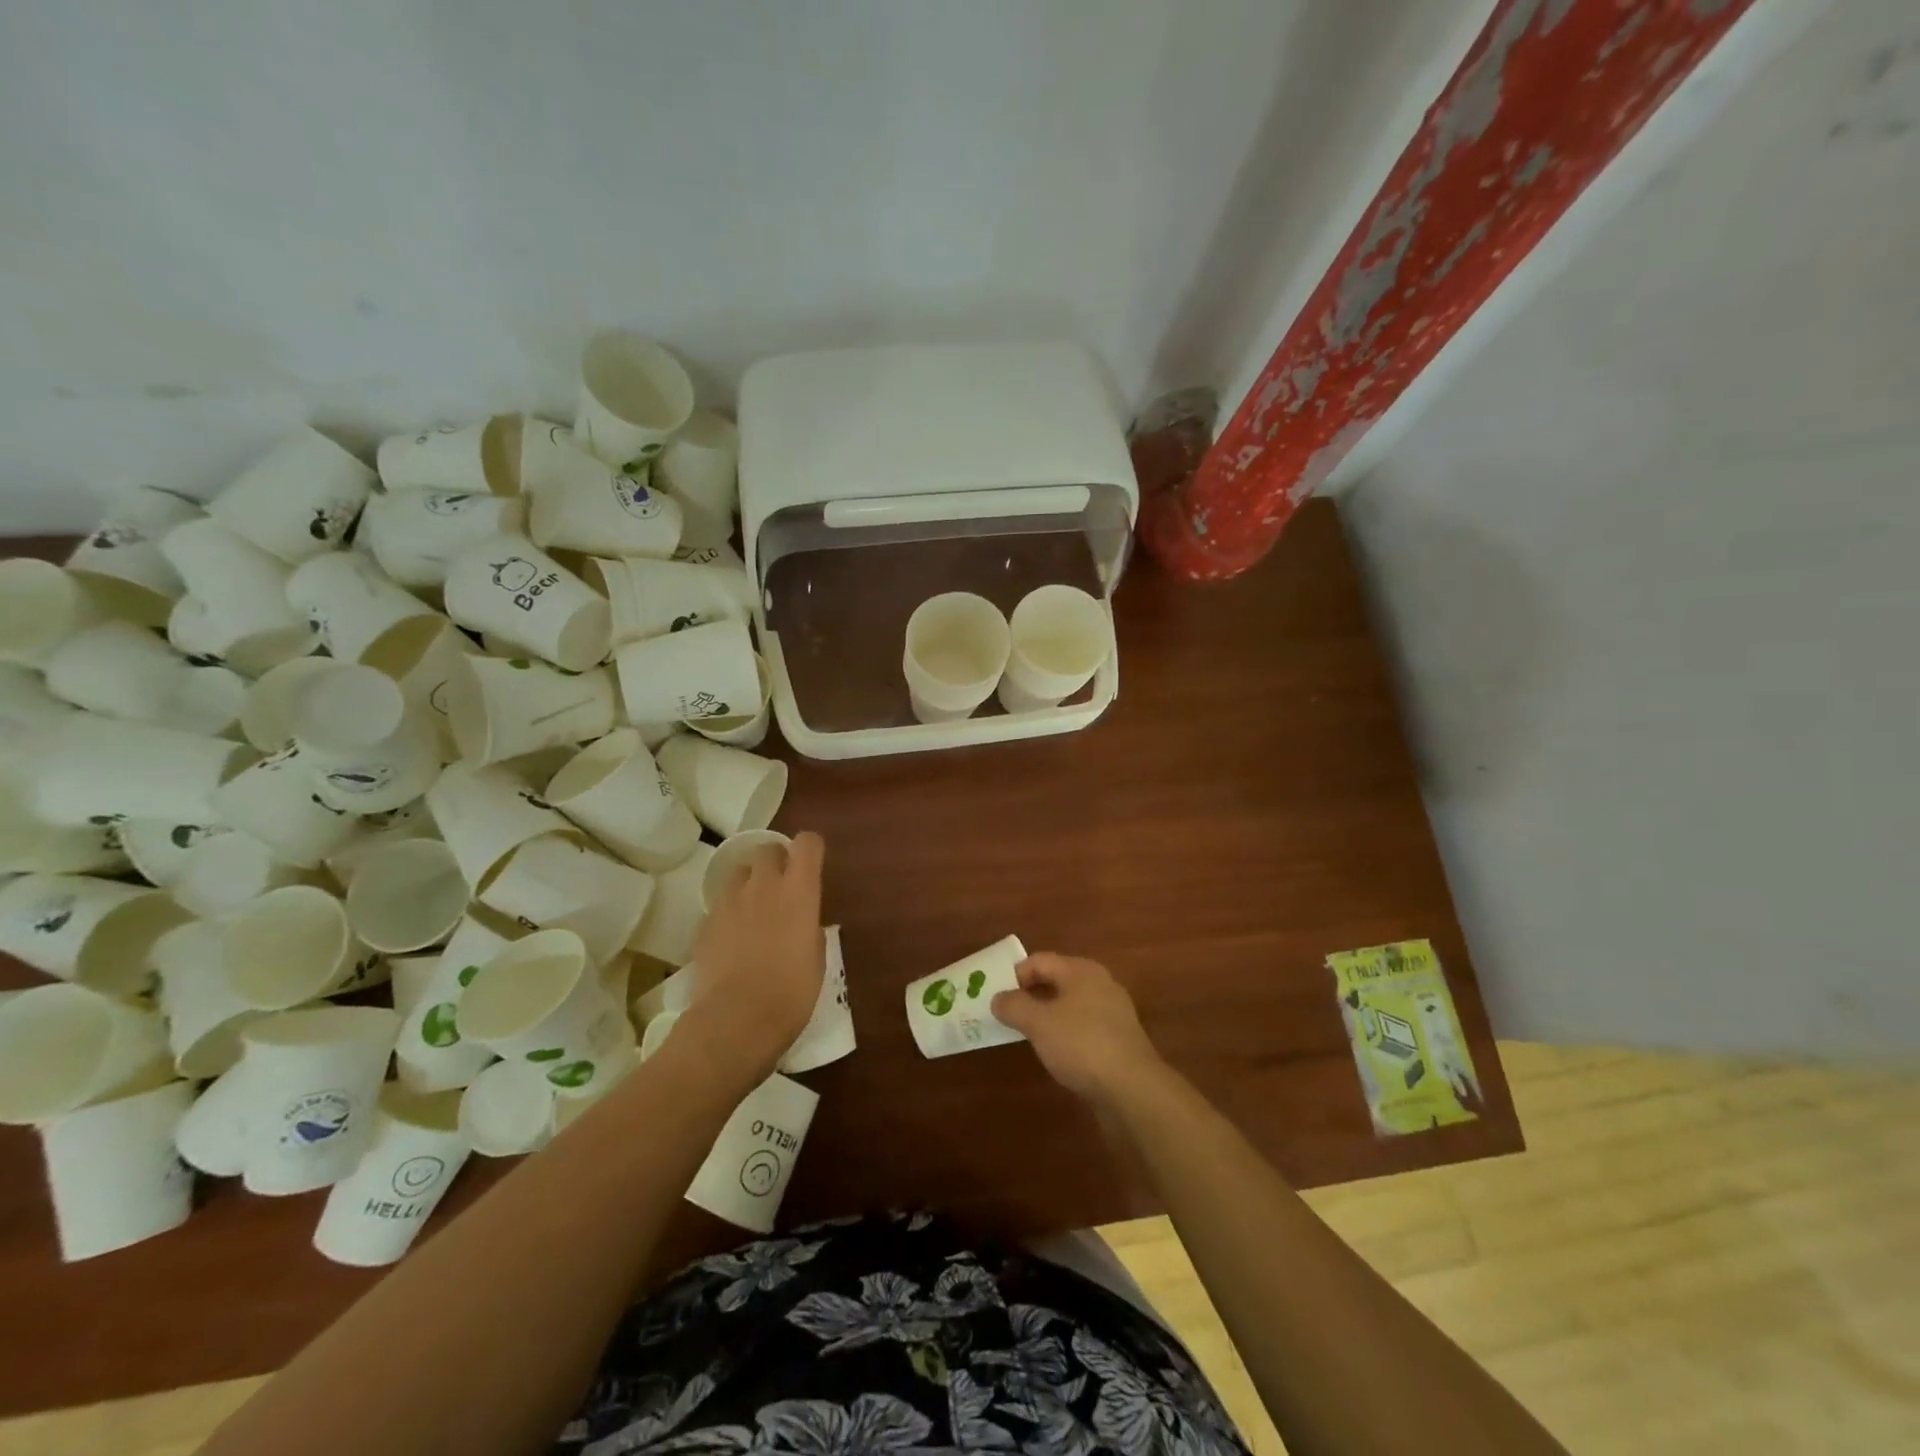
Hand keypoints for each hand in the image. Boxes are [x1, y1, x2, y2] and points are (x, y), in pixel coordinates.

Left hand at [679, 832, 825, 1084]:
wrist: (736, 1021)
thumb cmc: (791, 994)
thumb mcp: (816, 959)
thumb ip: (809, 928)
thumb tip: (802, 922)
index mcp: (799, 891)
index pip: (807, 843)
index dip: (810, 849)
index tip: (811, 866)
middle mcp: (763, 886)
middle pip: (767, 848)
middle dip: (775, 860)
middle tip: (781, 887)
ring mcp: (729, 902)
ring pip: (738, 871)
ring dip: (748, 882)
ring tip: (752, 909)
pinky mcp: (704, 923)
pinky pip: (719, 904)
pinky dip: (728, 912)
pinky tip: (732, 939)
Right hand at [991, 952, 1162, 1102]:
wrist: (1133, 1089)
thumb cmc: (1081, 1045)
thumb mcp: (1038, 1023)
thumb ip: (1014, 1006)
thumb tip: (998, 998)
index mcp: (1080, 970)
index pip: (1039, 960)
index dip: (1014, 975)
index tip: (996, 999)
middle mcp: (1099, 983)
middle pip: (1055, 980)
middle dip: (1029, 995)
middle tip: (1006, 1016)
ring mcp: (1112, 1011)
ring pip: (1069, 1005)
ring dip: (1046, 1016)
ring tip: (1027, 1036)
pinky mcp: (1118, 1039)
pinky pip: (1083, 1026)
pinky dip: (1065, 1034)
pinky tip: (1056, 1054)